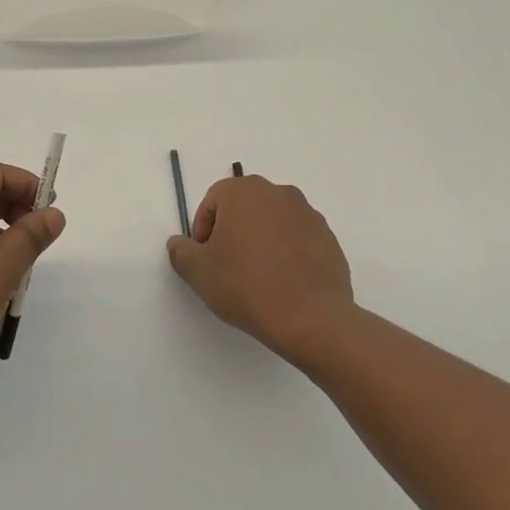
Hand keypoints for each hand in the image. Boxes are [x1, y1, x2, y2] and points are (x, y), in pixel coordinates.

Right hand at [166, 173, 357, 368]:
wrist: (310, 318)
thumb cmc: (245, 285)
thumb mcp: (197, 271)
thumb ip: (180, 251)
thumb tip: (180, 243)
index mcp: (245, 192)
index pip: (213, 201)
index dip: (202, 229)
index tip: (205, 258)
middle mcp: (279, 193)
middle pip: (244, 208)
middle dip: (231, 232)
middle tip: (226, 266)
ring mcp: (309, 215)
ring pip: (272, 223)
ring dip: (259, 242)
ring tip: (255, 278)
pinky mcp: (328, 239)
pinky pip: (297, 240)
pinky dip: (285, 254)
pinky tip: (281, 284)